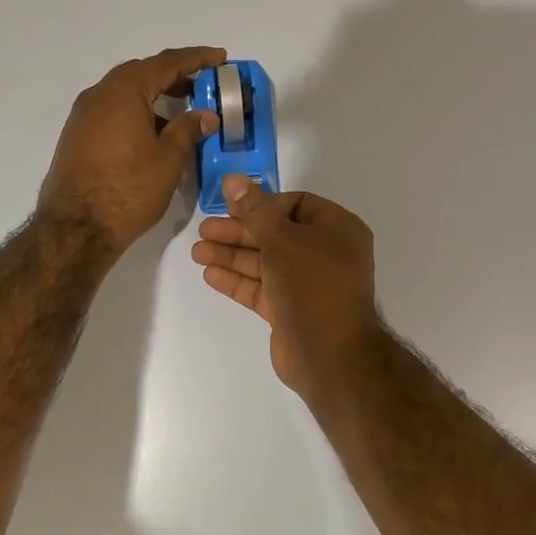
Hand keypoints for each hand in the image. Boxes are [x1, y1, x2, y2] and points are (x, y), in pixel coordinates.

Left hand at [38, 47, 224, 252]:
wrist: (76, 227)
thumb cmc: (129, 189)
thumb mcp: (168, 159)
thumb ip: (188, 130)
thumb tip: (205, 115)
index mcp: (123, 91)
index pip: (166, 63)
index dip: (196, 59)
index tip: (220, 57)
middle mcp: (99, 94)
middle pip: (142, 73)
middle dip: (173, 76)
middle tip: (202, 83)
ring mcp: (83, 115)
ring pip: (125, 94)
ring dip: (154, 96)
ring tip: (182, 110)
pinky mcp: (77, 136)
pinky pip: (112, 112)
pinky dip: (136, 112)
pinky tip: (153, 132)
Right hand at [190, 174, 379, 395]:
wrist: (330, 355)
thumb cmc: (312, 285)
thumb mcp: (281, 240)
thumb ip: (254, 210)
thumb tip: (233, 179)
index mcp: (338, 229)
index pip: (296, 205)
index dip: (262, 204)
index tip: (231, 207)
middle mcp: (326, 254)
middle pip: (276, 234)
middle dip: (239, 232)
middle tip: (204, 230)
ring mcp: (309, 284)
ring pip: (266, 262)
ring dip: (232, 256)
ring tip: (197, 252)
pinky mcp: (292, 310)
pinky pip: (262, 288)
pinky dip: (238, 280)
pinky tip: (209, 274)